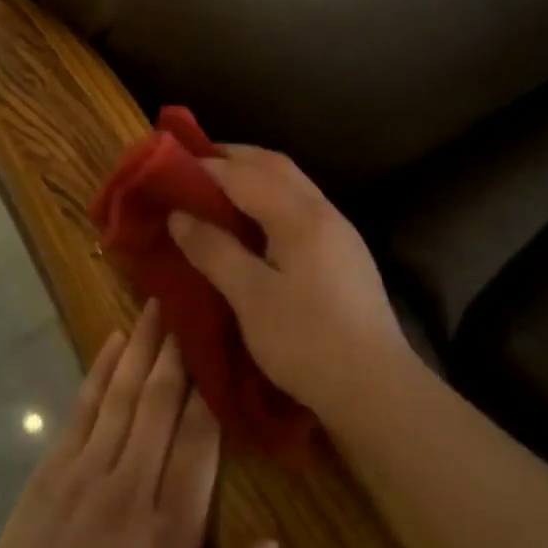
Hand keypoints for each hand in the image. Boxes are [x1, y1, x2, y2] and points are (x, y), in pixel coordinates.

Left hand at [0, 300, 279, 547]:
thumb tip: (274, 543)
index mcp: (171, 532)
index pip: (199, 443)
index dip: (209, 391)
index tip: (220, 345)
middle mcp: (131, 489)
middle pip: (161, 405)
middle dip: (177, 352)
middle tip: (188, 303)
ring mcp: (86, 475)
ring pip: (123, 396)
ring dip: (141, 347)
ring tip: (156, 305)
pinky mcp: (50, 473)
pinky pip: (81, 410)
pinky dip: (99, 371)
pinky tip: (112, 341)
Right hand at [167, 145, 409, 420]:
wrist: (377, 389)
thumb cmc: (307, 342)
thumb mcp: (250, 298)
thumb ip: (214, 250)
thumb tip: (178, 215)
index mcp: (299, 216)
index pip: (244, 174)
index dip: (205, 167)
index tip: (170, 167)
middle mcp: (323, 210)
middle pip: (274, 165)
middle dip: (233, 158)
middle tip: (193, 166)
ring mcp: (339, 230)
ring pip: (291, 184)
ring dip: (254, 176)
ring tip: (217, 190)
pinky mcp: (344, 253)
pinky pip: (300, 205)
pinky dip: (270, 198)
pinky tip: (254, 222)